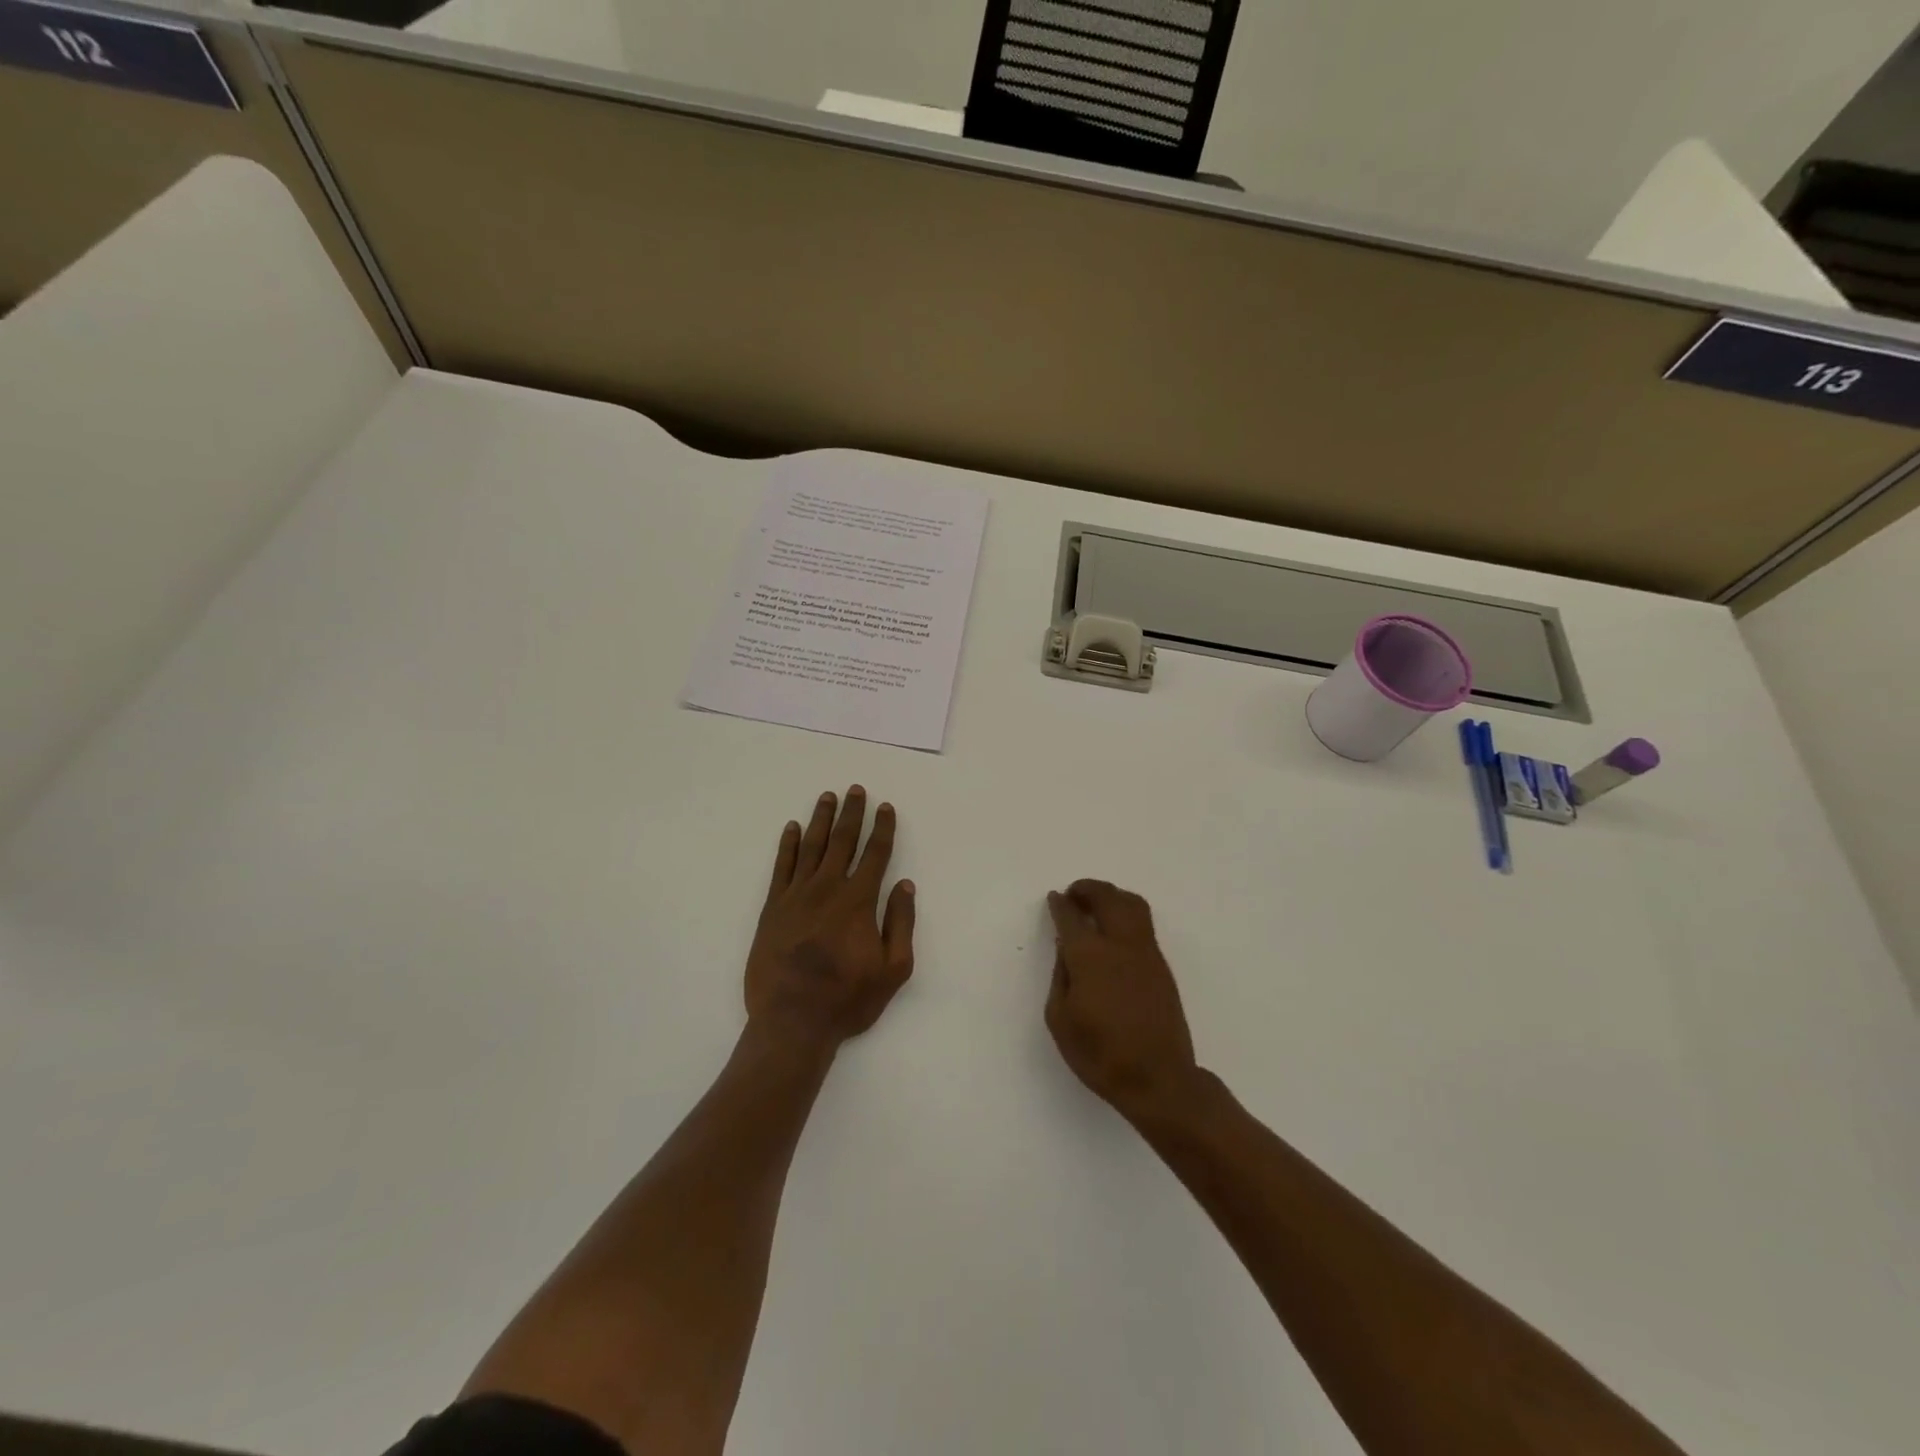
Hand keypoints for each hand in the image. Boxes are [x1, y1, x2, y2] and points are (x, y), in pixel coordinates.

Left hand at [746, 787, 915, 1047]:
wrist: (792, 1022)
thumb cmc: (847, 999)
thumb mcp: (893, 970)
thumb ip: (901, 923)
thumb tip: (905, 885)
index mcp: (858, 901)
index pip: (874, 854)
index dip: (882, 829)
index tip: (886, 807)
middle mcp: (827, 889)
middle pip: (842, 841)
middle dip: (851, 813)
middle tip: (856, 790)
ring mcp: (796, 896)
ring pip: (811, 847)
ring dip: (820, 819)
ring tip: (827, 797)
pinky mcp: (773, 908)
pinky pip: (781, 867)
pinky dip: (787, 845)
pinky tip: (791, 828)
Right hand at [1045, 880, 1197, 1119]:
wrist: (1157, 1079)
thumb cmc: (1099, 1054)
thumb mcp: (1060, 1019)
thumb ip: (1060, 976)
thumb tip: (1065, 949)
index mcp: (1090, 956)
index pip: (1071, 917)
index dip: (1060, 905)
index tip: (1054, 898)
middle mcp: (1120, 944)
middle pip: (1107, 898)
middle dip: (1088, 889)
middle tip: (1073, 893)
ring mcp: (1146, 953)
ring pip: (1132, 904)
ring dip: (1112, 895)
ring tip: (1097, 904)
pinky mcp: (1162, 966)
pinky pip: (1143, 924)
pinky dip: (1126, 913)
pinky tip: (1115, 930)